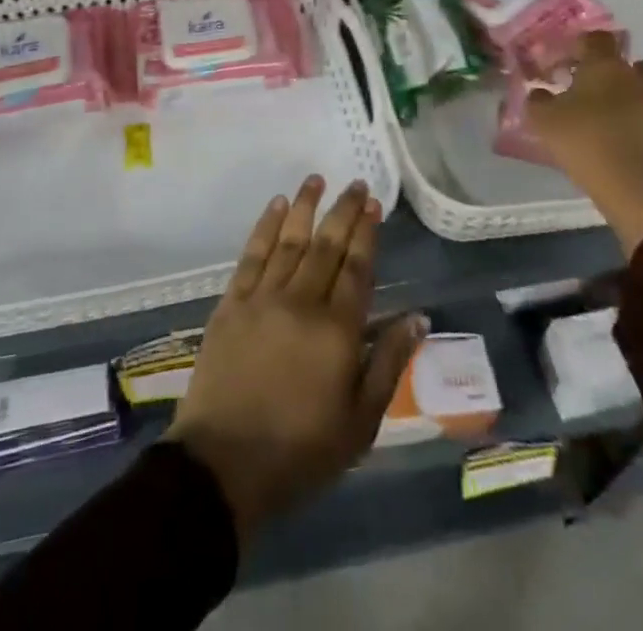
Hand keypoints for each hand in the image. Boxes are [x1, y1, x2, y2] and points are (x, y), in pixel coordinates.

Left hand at [166, 176, 425, 544]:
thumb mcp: (360, 422)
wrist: (224, 464)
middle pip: (326, 245)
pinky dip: (265, 226)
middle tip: (354, 183)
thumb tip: (418, 317)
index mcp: (337, 330)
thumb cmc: (301, 450)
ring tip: (316, 179)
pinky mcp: (231, 303)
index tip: (373, 203)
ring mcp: (262, 298)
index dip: (366, 232)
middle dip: (342, 211)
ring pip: (289, 240)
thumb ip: (389, 363)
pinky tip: (276, 206)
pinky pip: (251, 254)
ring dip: (305, 207)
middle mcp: (301, 301)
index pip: (357, 267)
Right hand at [524, 32, 642, 256]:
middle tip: (598, 91)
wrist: (640, 190)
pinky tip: (634, 144)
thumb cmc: (587, 143)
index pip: (598, 39)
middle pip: (636, 64)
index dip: (583, 45)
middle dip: (620, 73)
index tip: (569, 61)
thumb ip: (538, 101)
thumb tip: (540, 92)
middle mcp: (640, 79)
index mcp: (606, 67)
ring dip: (640, 98)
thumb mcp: (545, 121)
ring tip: (620, 119)